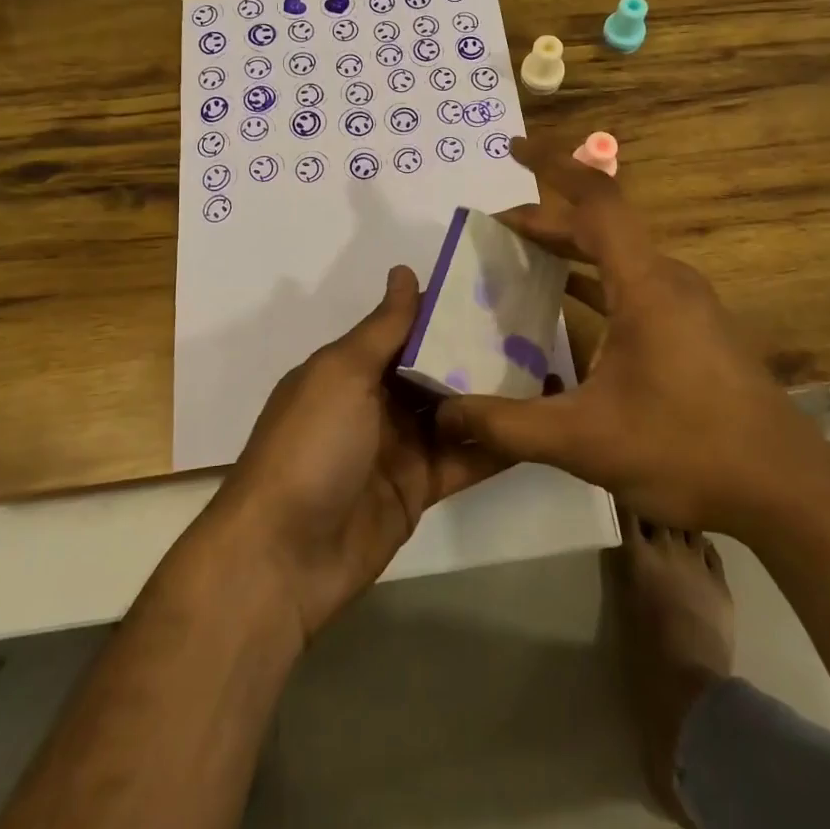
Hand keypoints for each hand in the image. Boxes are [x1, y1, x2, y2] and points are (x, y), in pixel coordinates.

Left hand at [213, 266, 505, 638]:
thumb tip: (405, 271)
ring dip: (492, 395)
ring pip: (455, 412)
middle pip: (435, 369)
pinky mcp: (419, 489)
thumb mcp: (342, 373)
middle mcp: (376, 402)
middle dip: (477, 350)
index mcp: (351, 369)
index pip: (406, 328)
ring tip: (546, 366)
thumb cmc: (310, 446)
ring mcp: (399, 447)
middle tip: (535, 326)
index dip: (445, 310)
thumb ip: (383, 327)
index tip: (494, 286)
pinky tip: (534, 425)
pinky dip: (495, 444)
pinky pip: (463, 459)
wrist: (283, 557)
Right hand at [436, 138, 829, 533]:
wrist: (787, 492)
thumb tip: (445, 413)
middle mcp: (667, 279)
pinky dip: (594, 282)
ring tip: (520, 259)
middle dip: (544, 220)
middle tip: (493, 231)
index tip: (512, 148)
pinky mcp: (694, 329)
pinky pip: (633, 285)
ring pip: (618, 256)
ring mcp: (686, 304)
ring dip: (569, 250)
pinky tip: (567, 307)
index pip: (597, 199)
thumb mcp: (584, 441)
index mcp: (645, 284)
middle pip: (600, 226)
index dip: (552, 165)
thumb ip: (508, 425)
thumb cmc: (687, 450)